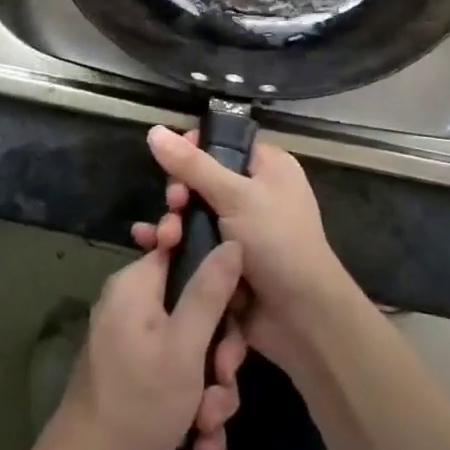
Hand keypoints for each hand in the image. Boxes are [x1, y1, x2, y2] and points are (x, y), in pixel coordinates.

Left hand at [43, 241, 247, 449]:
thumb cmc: (138, 403)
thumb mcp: (184, 346)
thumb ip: (210, 292)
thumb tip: (232, 242)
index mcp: (137, 284)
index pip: (185, 252)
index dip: (218, 277)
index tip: (237, 311)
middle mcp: (133, 305)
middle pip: (196, 308)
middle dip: (218, 353)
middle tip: (222, 380)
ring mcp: (134, 343)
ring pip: (192, 350)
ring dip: (209, 390)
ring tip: (208, 425)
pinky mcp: (136, 376)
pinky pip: (176, 376)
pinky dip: (191, 407)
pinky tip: (200, 443)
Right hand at [135, 126, 361, 373]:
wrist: (301, 319)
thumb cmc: (277, 242)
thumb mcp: (236, 196)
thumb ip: (192, 165)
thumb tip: (154, 130)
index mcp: (267, 167)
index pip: (224, 142)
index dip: (195, 147)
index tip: (172, 159)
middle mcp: (254, 194)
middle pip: (202, 179)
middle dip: (180, 191)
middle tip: (174, 203)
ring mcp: (238, 230)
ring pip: (193, 214)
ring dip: (173, 222)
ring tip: (165, 237)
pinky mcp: (224, 261)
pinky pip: (192, 243)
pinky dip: (172, 244)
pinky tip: (148, 245)